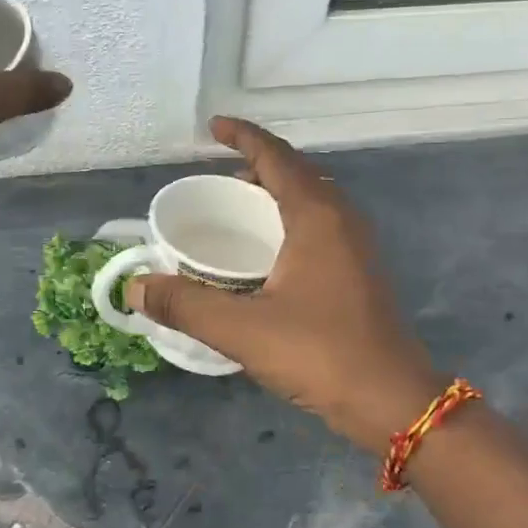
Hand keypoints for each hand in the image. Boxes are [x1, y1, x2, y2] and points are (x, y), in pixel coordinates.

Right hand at [125, 117, 440, 452]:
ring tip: (240, 205)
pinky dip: (291, 218)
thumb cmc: (319, 353)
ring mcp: (357, 245)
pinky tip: (270, 251)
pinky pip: (321, 224)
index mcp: (317, 216)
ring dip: (277, 191)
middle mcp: (342, 219)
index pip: (276, 156)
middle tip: (220, 172)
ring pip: (313, 199)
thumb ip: (184, 304)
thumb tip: (135, 287)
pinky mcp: (361, 271)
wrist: (392, 400)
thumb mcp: (241, 329)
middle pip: (297, 172)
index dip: (244, 136)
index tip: (214, 127)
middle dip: (259, 163)